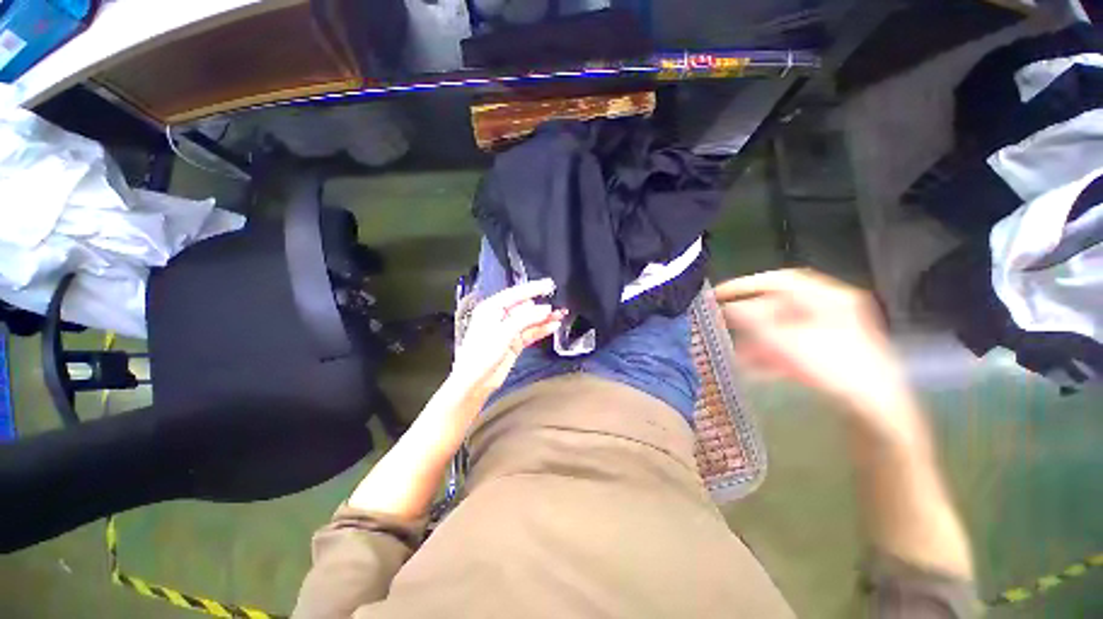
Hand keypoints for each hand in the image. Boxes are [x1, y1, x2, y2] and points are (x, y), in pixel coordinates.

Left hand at [450, 278, 565, 396]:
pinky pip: (531, 332)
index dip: (533, 288)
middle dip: (541, 306)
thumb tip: (546, 308)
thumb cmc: (482, 353)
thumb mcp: (504, 332)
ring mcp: (508, 330)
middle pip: (525, 307)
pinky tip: (553, 326)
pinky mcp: (515, 342)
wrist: (475, 382)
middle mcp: (500, 316)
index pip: (515, 294)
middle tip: (559, 303)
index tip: (550, 284)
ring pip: (530, 320)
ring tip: (561, 314)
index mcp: (492, 308)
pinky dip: (542, 329)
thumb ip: (526, 319)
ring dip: (544, 318)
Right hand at [714, 269, 916, 424]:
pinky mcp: (827, 349)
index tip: (718, 294)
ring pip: (782, 327)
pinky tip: (755, 367)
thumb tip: (729, 308)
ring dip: (757, 339)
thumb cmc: (836, 371)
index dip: (746, 285)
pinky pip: (791, 343)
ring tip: (738, 354)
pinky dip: (771, 352)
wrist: (877, 411)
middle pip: (779, 305)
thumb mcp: (789, 345)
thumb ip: (755, 324)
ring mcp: (830, 329)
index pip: (780, 281)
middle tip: (725, 325)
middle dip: (750, 319)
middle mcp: (830, 308)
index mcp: (828, 298)